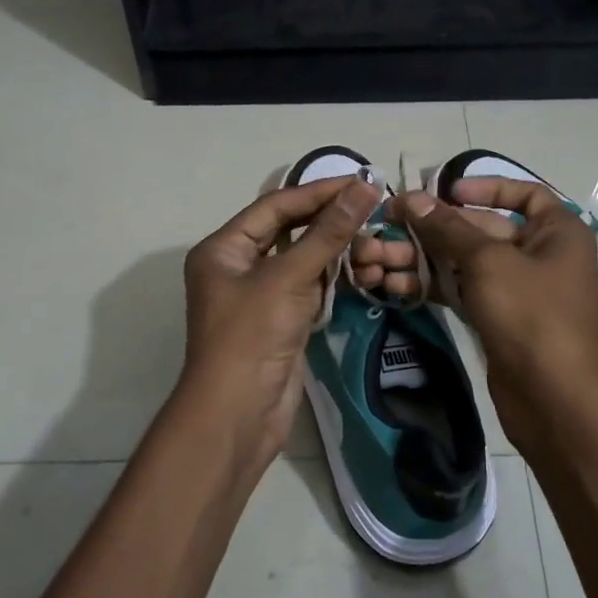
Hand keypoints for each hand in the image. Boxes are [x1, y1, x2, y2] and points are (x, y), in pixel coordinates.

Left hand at [177, 176, 380, 463]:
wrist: (239, 415)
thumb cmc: (252, 336)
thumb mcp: (289, 278)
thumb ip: (328, 232)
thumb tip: (364, 188)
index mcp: (223, 248)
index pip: (275, 206)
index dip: (317, 192)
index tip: (360, 181)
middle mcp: (237, 266)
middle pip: (288, 230)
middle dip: (328, 219)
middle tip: (372, 204)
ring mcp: (259, 295)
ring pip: (301, 259)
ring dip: (334, 249)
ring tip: (374, 234)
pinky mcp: (280, 320)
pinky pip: (308, 287)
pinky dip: (332, 277)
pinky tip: (361, 266)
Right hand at [388, 179, 597, 454]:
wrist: (553, 398)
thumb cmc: (531, 314)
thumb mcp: (488, 261)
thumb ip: (448, 228)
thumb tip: (412, 198)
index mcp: (557, 231)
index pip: (524, 194)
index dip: (485, 186)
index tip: (446, 191)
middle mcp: (541, 255)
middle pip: (483, 228)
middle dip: (436, 227)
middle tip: (390, 222)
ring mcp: (519, 290)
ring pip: (466, 262)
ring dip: (426, 258)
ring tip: (381, 256)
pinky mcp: (499, 318)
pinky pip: (463, 290)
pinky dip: (434, 285)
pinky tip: (396, 283)